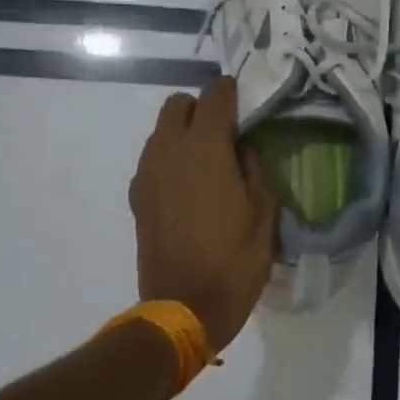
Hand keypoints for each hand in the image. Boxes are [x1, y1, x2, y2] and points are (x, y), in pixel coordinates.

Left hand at [129, 76, 276, 351]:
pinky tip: (189, 188)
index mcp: (205, 149)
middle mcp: (168, 151)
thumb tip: (242, 146)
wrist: (185, 307)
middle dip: (201, 108)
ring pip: (161, 131)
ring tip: (208, 162)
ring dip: (183, 133)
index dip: (232, 92)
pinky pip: (153, 160)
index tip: (245, 101)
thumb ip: (253, 167)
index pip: (215, 96)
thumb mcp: (263, 212)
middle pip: (178, 105)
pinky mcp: (137, 197)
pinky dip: (170, 159)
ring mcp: (146, 174)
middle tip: (226, 133)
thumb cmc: (235, 259)